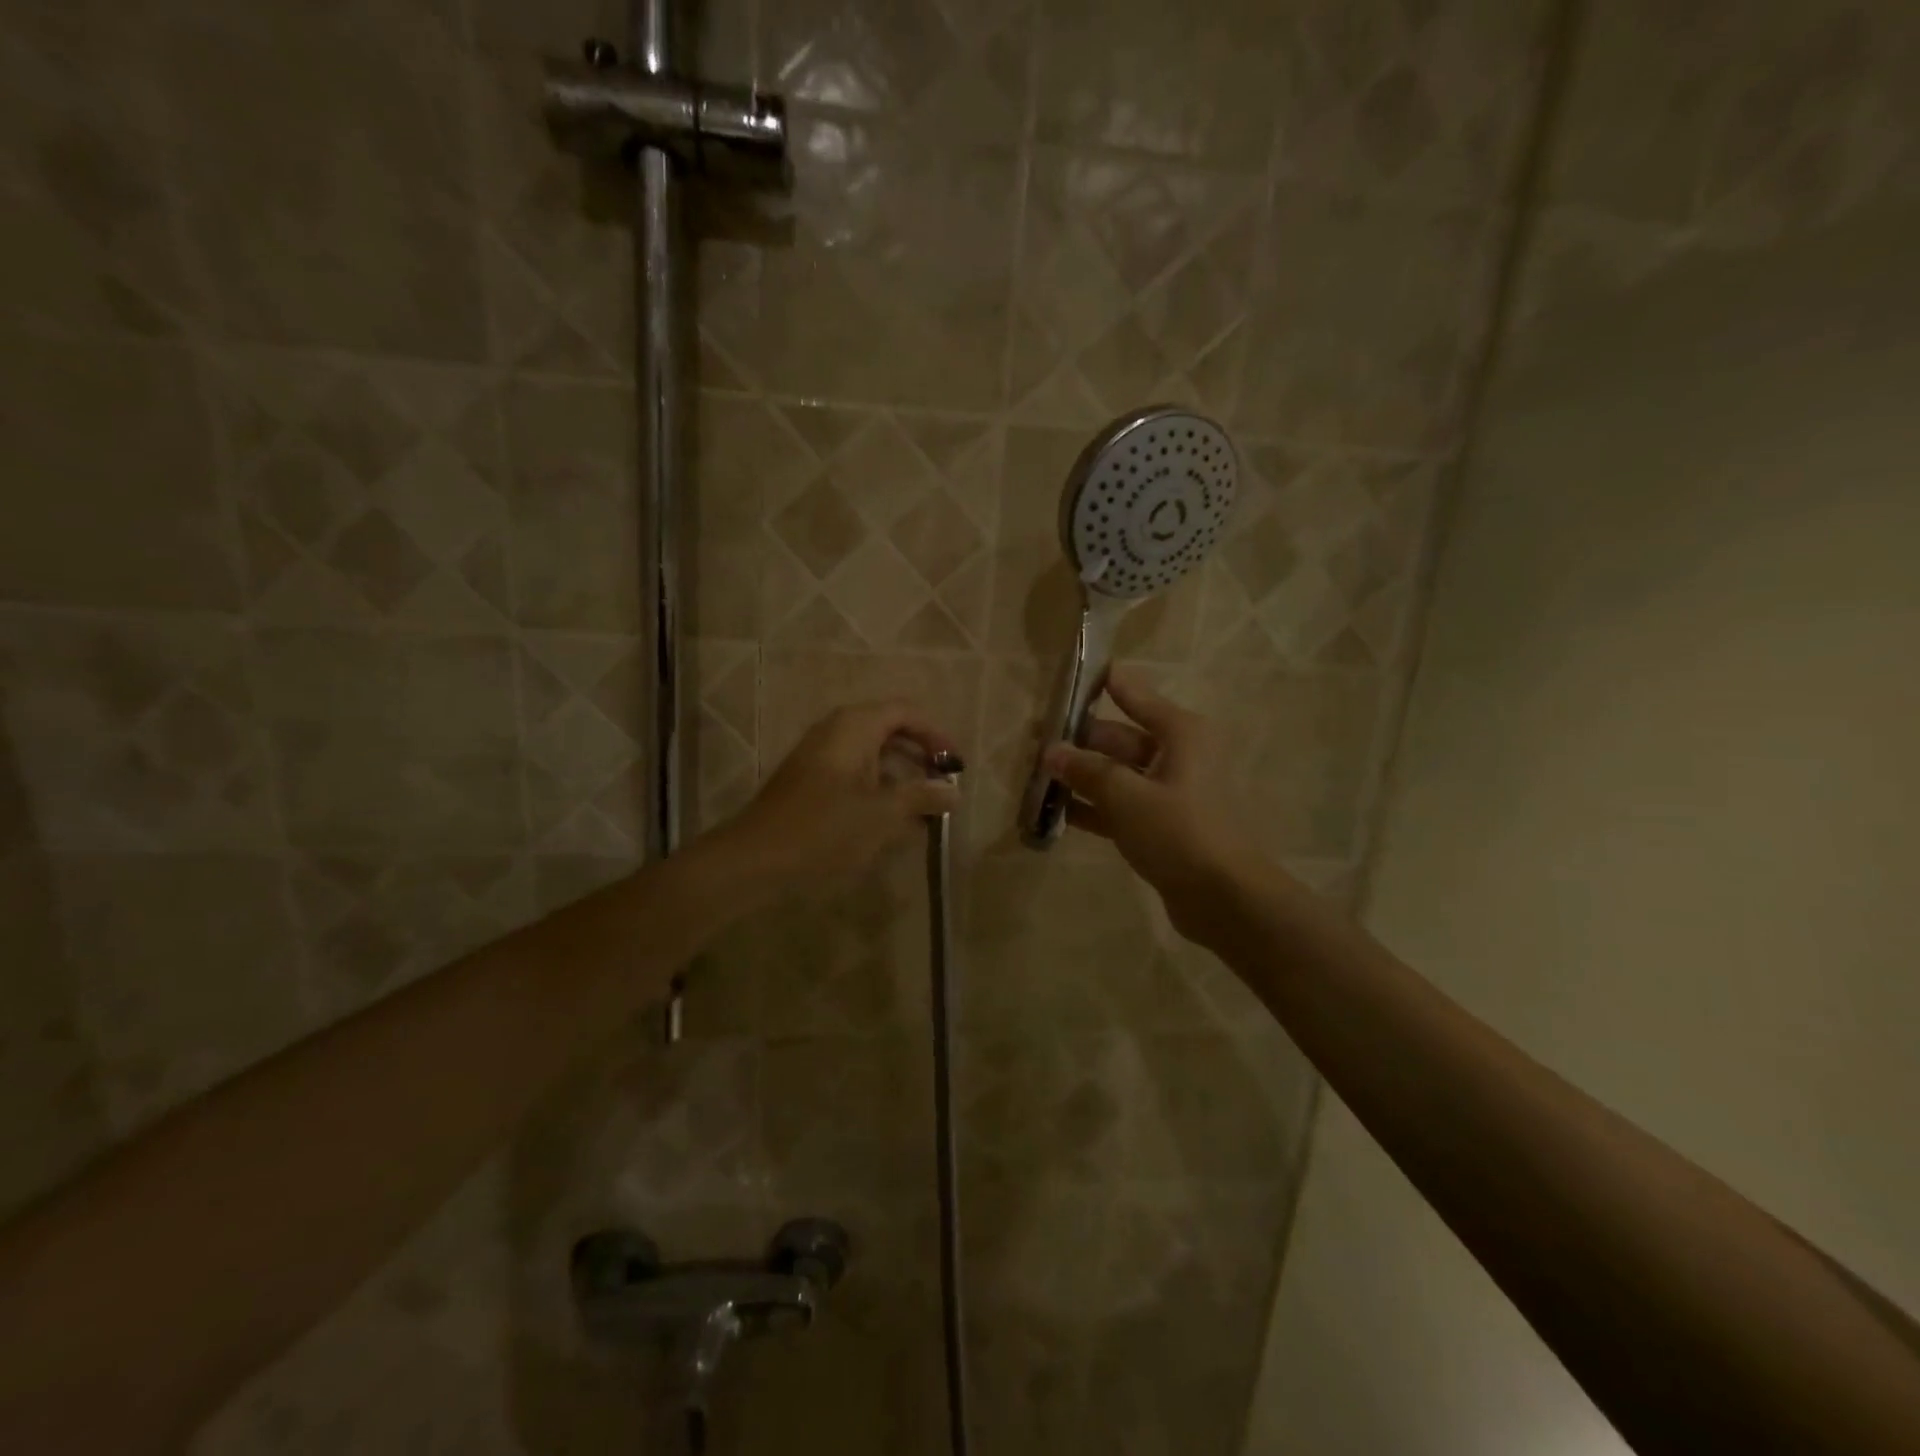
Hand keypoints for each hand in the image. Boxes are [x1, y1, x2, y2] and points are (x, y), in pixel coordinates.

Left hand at [722, 699, 961, 899]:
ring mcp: (820, 756)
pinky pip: (855, 775)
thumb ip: (922, 797)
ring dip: (901, 777)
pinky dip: (878, 790)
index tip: (956, 765)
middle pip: (890, 731)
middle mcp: (836, 731)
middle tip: (943, 786)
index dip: (936, 735)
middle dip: (920, 757)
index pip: (906, 712)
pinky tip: (891, 823)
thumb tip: (954, 792)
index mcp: (855, 726)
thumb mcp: (882, 814)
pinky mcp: (810, 781)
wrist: (756, 858)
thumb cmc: (824, 828)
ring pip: (873, 756)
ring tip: (924, 809)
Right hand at [1043, 671, 1256, 939]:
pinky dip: (1093, 807)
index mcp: (1180, 733)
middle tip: (1033, 742)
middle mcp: (1177, 755)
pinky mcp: (1161, 825)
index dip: (1101, 684)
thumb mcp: (1126, 796)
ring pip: (1116, 774)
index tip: (1067, 675)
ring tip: (1036, 777)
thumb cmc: (1179, 832)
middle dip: (1078, 742)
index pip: (1133, 695)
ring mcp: (1169, 792)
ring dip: (1081, 777)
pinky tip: (1056, 813)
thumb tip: (1051, 752)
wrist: (1224, 898)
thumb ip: (1086, 771)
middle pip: (1119, 738)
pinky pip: (1120, 806)